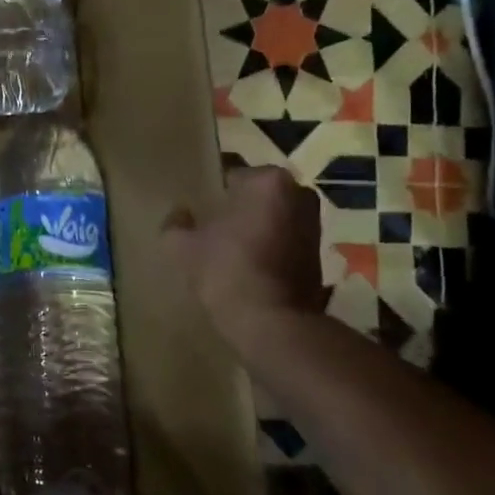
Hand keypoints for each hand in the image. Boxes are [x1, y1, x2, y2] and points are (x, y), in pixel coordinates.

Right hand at [163, 166, 325, 357]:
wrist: (272, 322)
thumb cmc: (226, 271)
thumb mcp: (182, 246)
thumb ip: (175, 222)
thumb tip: (180, 213)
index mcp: (267, 181)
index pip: (230, 172)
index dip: (210, 188)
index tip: (196, 203)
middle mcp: (299, 193)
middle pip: (256, 192)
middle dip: (235, 204)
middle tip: (208, 222)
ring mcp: (314, 223)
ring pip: (272, 215)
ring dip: (253, 225)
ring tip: (225, 244)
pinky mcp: (319, 252)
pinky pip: (283, 237)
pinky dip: (267, 244)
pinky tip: (245, 262)